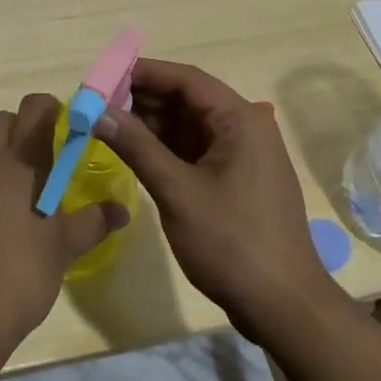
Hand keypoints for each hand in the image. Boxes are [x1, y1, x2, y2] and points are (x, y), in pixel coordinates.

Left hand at [0, 93, 129, 368]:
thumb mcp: (63, 249)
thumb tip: (120, 210)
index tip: (66, 126)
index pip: (34, 108)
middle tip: (43, 160)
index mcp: (19, 163)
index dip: (50, 108)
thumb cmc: (20, 273)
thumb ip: (92, 223)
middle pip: (0, 122)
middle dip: (20, 129)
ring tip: (21, 205)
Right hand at [94, 59, 341, 334]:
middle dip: (143, 99)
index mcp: (240, 120)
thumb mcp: (177, 191)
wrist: (283, 307)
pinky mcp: (235, 179)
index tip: (105, 76)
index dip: (144, 73)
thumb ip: (136, 146)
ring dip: (151, 123)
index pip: (187, 79)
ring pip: (189, 125)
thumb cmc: (232, 242)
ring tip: (108, 124)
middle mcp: (244, 128)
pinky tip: (134, 150)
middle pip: (187, 99)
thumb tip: (97, 111)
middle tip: (99, 103)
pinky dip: (165, 147)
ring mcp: (242, 155)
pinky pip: (195, 149)